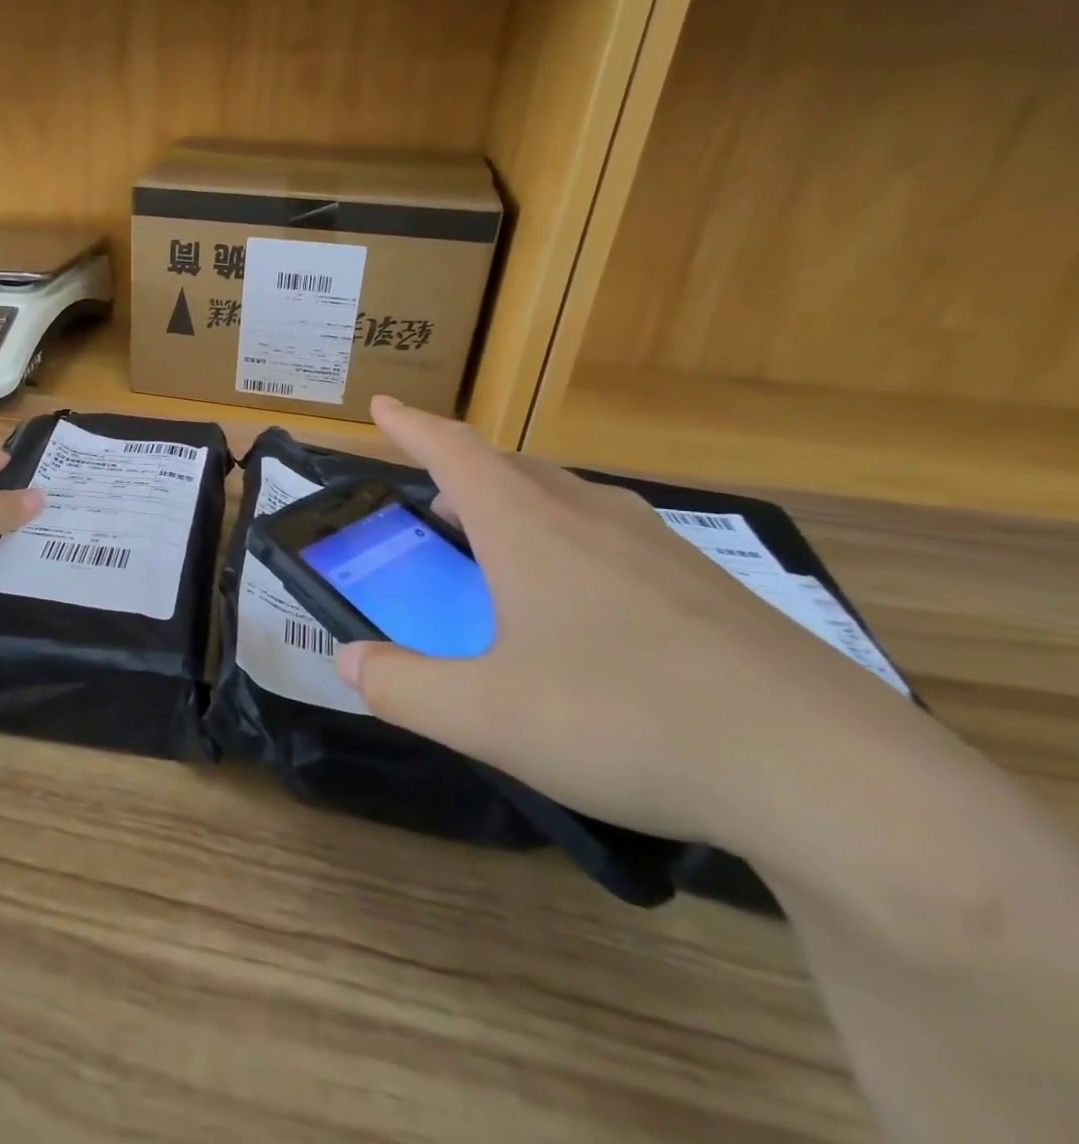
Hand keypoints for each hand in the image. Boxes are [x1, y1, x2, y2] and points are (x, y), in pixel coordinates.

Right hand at [335, 396, 923, 848]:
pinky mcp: (712, 588)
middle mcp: (593, 518)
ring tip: (500, 546)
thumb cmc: (628, 722)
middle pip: (512, 467)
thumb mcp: (487, 716)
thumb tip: (348, 662)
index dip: (412, 426)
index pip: (455, 451)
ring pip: (569, 499)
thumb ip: (403, 687)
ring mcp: (662, 548)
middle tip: (435, 499)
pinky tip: (585, 602)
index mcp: (530, 529)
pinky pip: (616, 537)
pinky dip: (571, 541)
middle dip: (462, 471)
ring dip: (518, 504)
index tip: (382, 404)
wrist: (831, 775)